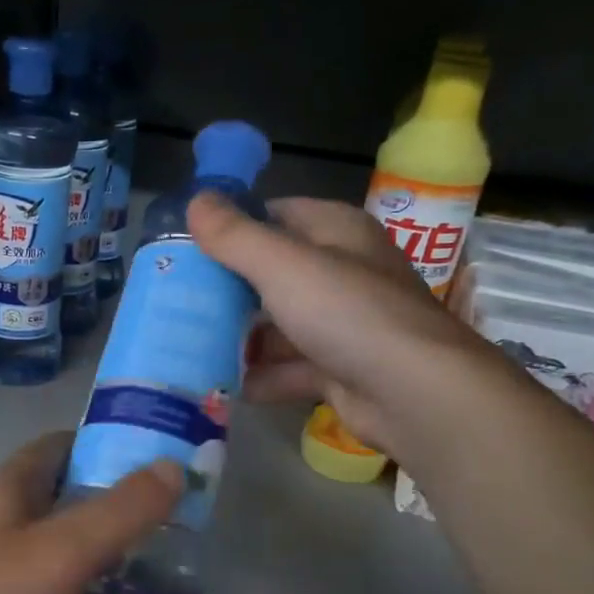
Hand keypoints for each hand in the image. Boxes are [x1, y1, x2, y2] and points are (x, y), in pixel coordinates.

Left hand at [0, 432, 183, 593]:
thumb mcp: (60, 549)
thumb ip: (121, 511)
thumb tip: (175, 466)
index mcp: (14, 487)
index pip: (66, 447)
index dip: (112, 444)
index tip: (163, 455)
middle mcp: (11, 522)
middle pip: (76, 504)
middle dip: (127, 511)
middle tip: (184, 520)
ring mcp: (9, 573)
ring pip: (75, 562)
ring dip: (122, 569)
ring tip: (181, 576)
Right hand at [188, 192, 490, 459]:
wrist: (413, 393)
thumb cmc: (347, 312)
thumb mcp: (282, 265)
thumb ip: (235, 236)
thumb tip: (195, 200)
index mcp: (336, 232)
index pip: (276, 214)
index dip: (233, 225)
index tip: (188, 245)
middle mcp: (342, 272)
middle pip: (274, 273)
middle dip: (229, 288)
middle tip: (180, 299)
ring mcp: (343, 323)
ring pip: (280, 325)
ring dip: (242, 338)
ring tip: (190, 346)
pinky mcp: (340, 369)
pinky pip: (290, 368)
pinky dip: (262, 377)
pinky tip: (225, 385)